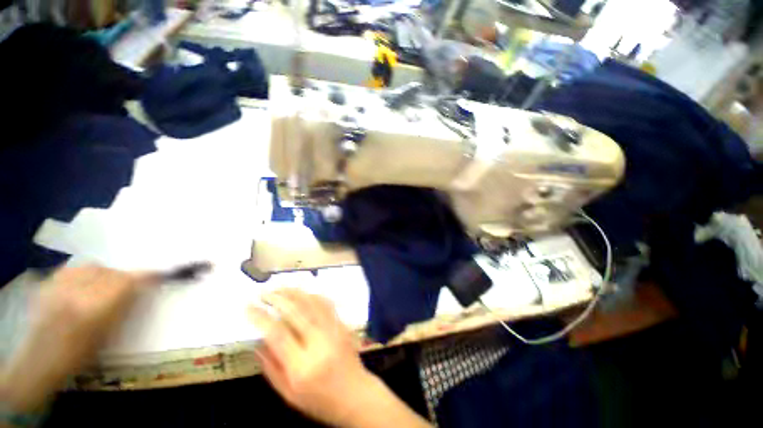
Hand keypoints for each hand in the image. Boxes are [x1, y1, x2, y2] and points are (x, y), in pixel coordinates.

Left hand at [1, 266, 154, 411]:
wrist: (40, 360)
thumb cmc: (80, 353)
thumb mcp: (108, 334)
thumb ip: (125, 307)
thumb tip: (143, 289)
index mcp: (95, 307)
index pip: (127, 281)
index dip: (146, 276)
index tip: (159, 274)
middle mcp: (78, 291)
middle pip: (111, 272)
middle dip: (124, 277)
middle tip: (127, 288)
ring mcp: (59, 285)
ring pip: (92, 266)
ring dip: (104, 274)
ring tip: (103, 286)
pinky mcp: (48, 283)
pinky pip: (73, 268)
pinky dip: (84, 272)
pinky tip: (83, 283)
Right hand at [249, 289, 371, 425]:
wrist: (355, 394)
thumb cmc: (319, 400)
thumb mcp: (289, 394)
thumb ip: (271, 368)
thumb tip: (258, 343)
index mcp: (302, 366)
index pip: (278, 335)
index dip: (261, 318)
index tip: (248, 307)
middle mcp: (319, 343)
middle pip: (297, 312)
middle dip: (278, 298)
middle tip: (264, 292)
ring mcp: (334, 330)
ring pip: (313, 304)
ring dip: (296, 292)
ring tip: (280, 288)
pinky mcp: (342, 325)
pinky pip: (327, 304)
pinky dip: (314, 295)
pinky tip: (304, 292)